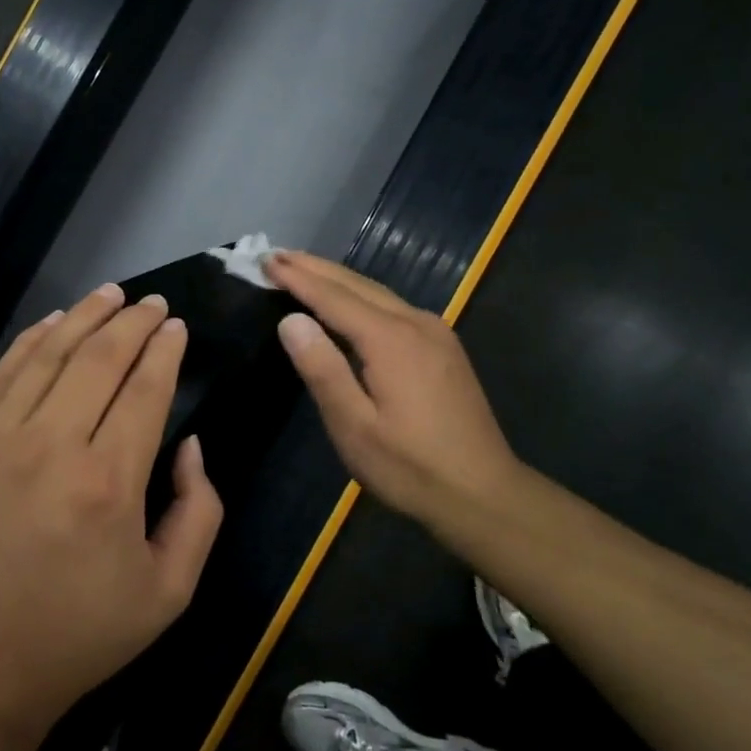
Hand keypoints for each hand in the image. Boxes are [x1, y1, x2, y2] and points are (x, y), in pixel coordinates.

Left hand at [0, 283, 223, 741]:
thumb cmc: (76, 636)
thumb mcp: (168, 594)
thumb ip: (199, 511)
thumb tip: (191, 443)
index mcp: (108, 483)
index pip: (144, 390)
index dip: (165, 351)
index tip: (178, 326)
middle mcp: (51, 446)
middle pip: (99, 358)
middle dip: (133, 322)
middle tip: (154, 303)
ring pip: (49, 354)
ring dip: (84, 317)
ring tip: (111, 293)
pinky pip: (2, 374)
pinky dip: (32, 340)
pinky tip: (54, 321)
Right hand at [267, 251, 524, 524]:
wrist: (485, 496)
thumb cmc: (410, 467)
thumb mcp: (354, 426)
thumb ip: (322, 369)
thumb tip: (291, 320)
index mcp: (391, 340)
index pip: (333, 297)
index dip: (298, 278)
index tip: (266, 260)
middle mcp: (416, 324)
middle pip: (357, 284)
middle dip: (315, 268)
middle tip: (277, 254)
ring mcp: (435, 333)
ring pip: (377, 292)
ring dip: (337, 278)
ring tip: (303, 268)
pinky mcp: (443, 347)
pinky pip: (392, 306)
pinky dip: (360, 295)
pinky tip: (347, 300)